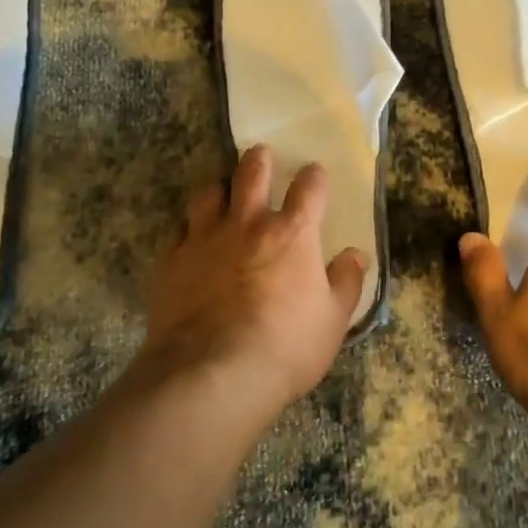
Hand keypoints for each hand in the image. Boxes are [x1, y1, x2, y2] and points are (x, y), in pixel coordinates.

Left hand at [143, 145, 366, 419]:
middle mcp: (247, 224)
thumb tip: (356, 255)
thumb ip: (346, 282)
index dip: (314, 176)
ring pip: (207, 193)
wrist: (213, 373)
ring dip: (217, 188)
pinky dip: (187, 230)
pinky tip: (189, 241)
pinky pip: (178, 231)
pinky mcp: (171, 260)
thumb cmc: (285, 347)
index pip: (309, 188)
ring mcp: (204, 238)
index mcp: (292, 234)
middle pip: (252, 173)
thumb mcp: (333, 321)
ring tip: (220, 192)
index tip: (314, 173)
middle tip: (260, 154)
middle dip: (258, 159)